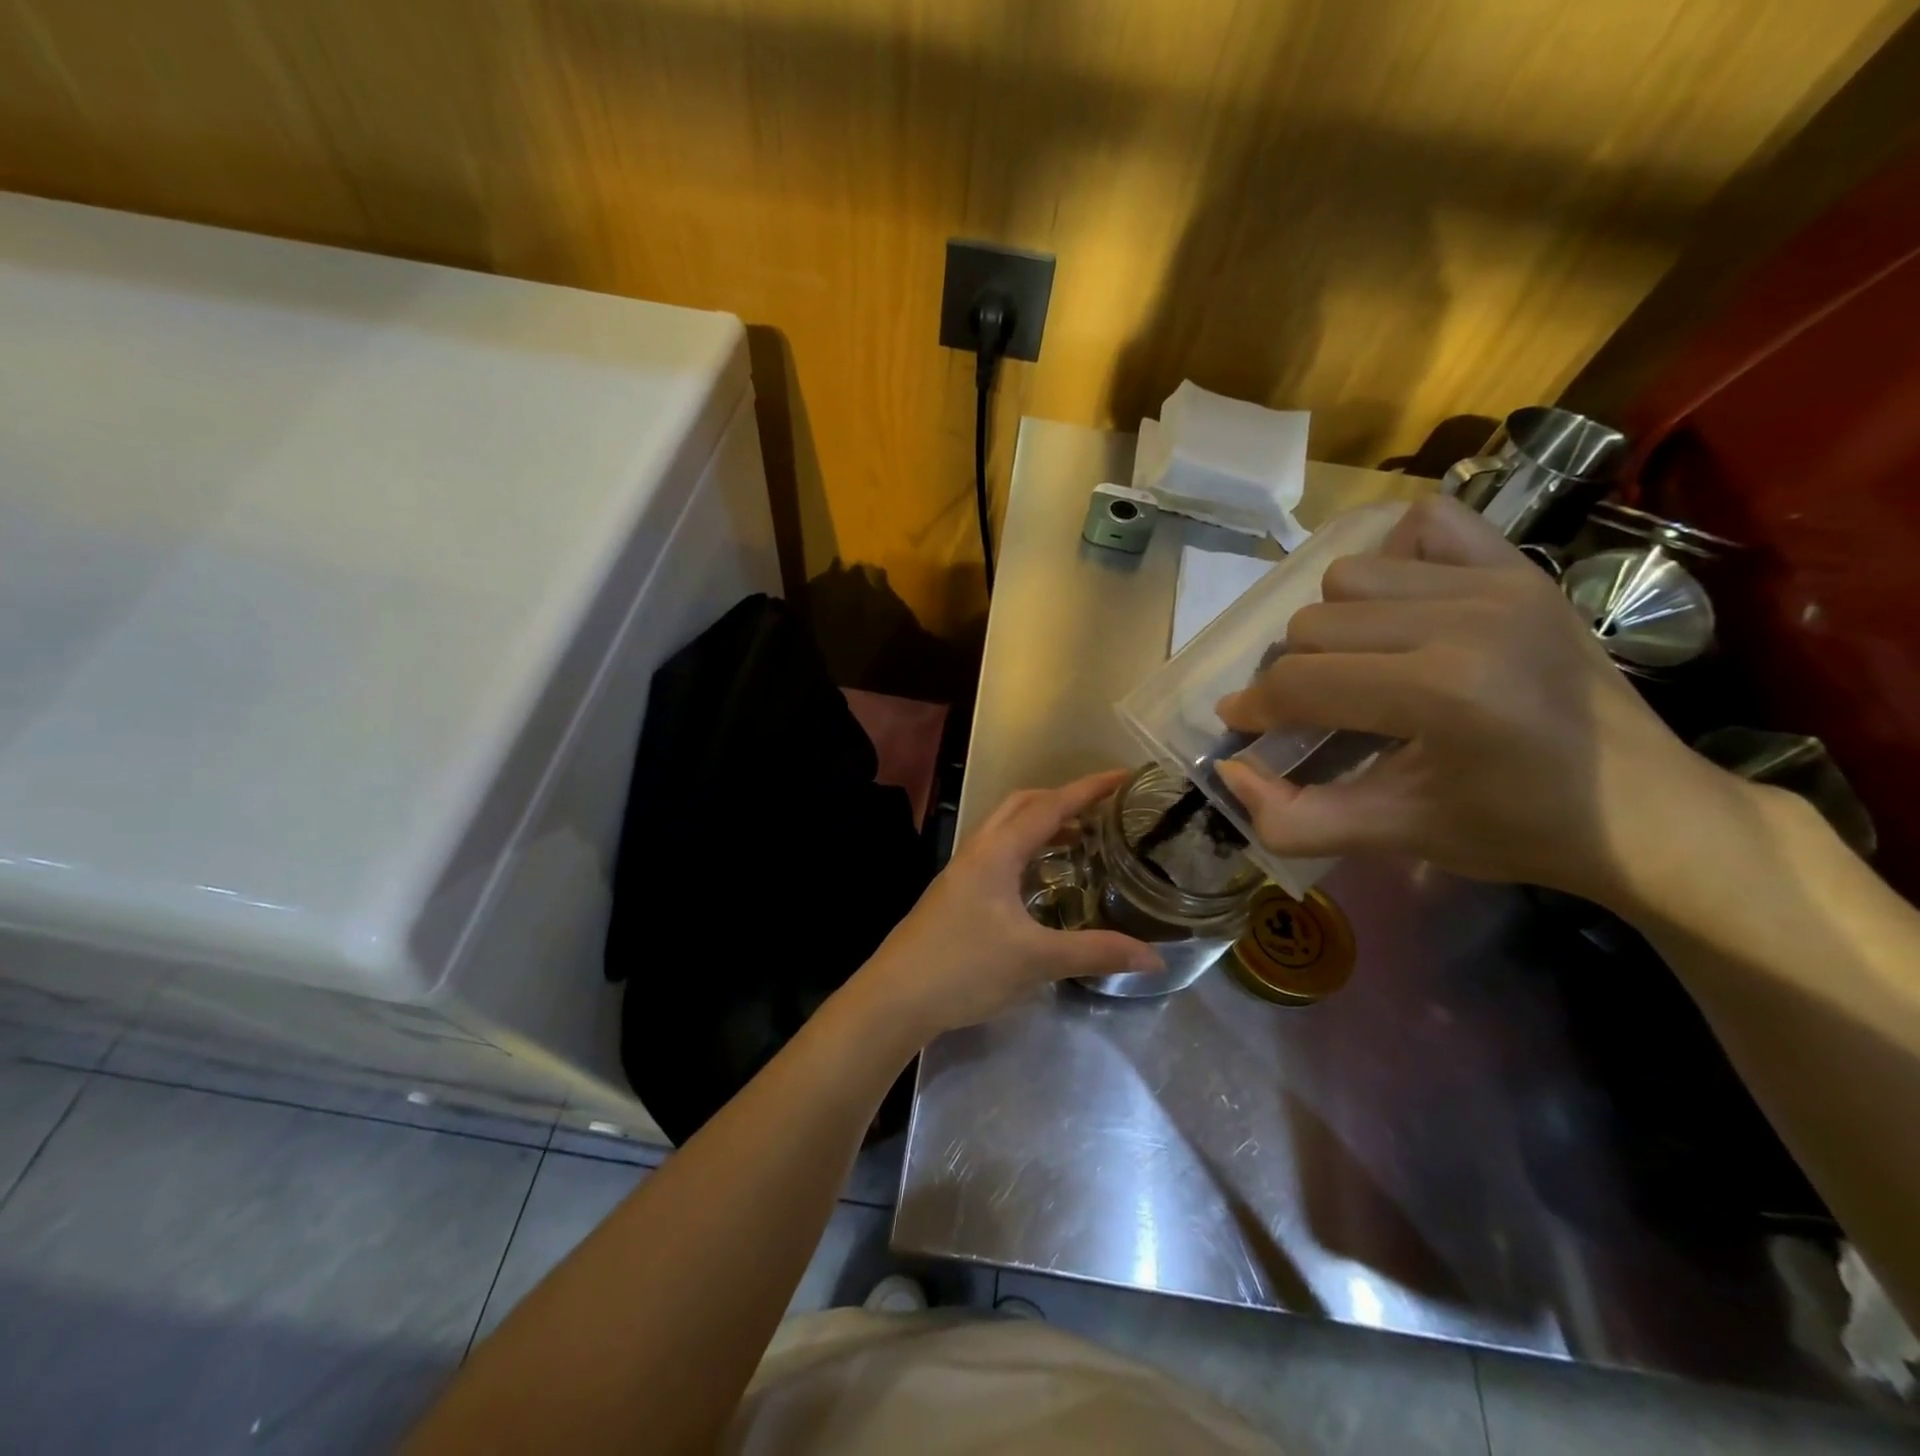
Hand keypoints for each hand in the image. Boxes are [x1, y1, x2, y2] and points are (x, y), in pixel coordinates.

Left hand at [852, 771, 1163, 1043]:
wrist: (895, 997)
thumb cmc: (964, 968)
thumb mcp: (1035, 960)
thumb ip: (1095, 952)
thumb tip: (1155, 958)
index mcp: (997, 853)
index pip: (1049, 806)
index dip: (1088, 789)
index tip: (1123, 777)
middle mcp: (977, 851)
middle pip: (1022, 805)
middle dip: (1062, 799)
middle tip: (1101, 811)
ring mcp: (962, 871)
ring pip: (1006, 829)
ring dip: (1042, 824)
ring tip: (1080, 841)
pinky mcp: (955, 893)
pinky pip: (998, 853)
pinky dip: (1026, 850)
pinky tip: (1041, 882)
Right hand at [1213, 495, 1734, 908]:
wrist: (1646, 811)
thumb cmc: (1515, 830)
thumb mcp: (1394, 837)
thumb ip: (1293, 819)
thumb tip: (1228, 771)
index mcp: (1442, 693)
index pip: (1300, 682)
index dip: (1254, 708)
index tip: (1244, 727)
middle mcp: (1467, 619)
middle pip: (1312, 624)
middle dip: (1292, 673)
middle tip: (1311, 711)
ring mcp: (1499, 583)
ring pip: (1350, 576)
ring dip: (1334, 623)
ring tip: (1359, 664)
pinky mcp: (1521, 568)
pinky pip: (1427, 526)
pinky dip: (1395, 557)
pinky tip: (1400, 608)